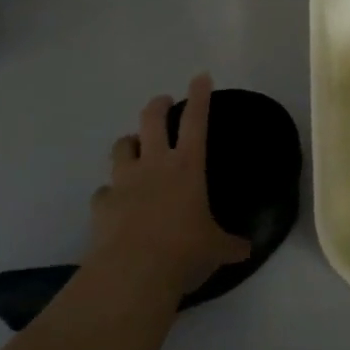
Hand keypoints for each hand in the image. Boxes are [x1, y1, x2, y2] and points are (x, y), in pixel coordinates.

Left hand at [90, 74, 251, 301]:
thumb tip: (247, 249)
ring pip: (122, 146)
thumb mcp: (217, 249)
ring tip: (134, 146)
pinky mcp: (102, 204)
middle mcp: (154, 165)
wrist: (133, 273)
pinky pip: (104, 191)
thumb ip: (230, 244)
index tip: (200, 76)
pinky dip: (110, 193)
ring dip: (129, 143)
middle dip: (158, 105)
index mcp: (187, 167)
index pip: (196, 121)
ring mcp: (124, 181)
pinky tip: (114, 203)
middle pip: (152, 119)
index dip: (200, 96)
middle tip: (163, 101)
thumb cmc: (184, 251)